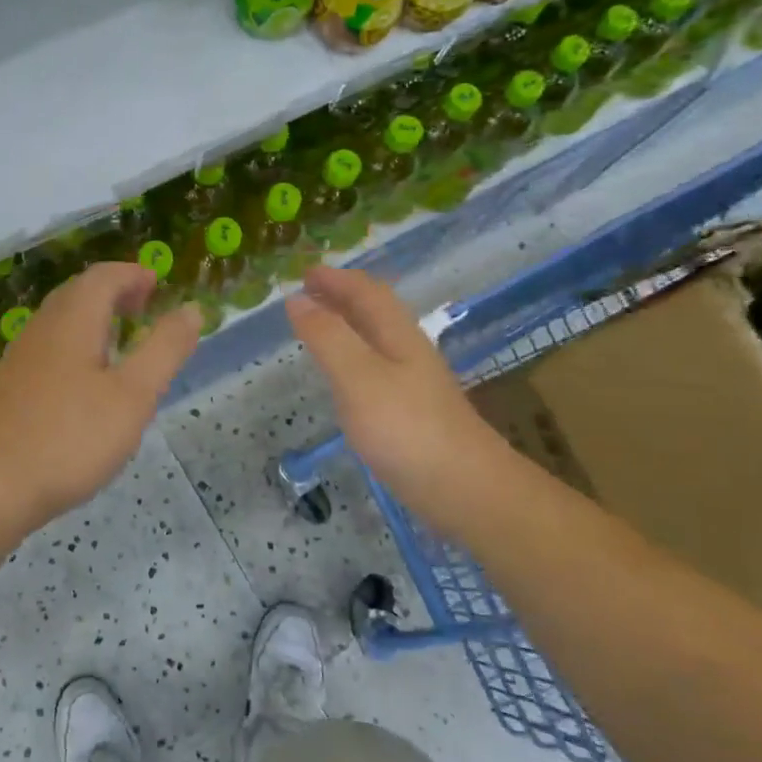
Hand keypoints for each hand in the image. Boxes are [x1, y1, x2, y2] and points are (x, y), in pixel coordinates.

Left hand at [0, 263, 201, 538]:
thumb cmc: (69, 438)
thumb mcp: (132, 396)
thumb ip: (164, 350)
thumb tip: (191, 309)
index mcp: (72, 321)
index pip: (102, 277)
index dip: (132, 274)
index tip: (156, 283)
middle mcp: (40, 330)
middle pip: (76, 294)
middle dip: (111, 292)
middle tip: (141, 306)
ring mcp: (17, 360)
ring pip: (58, 322)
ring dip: (90, 319)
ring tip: (117, 341)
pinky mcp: (5, 390)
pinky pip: (46, 350)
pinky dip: (73, 346)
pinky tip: (82, 383)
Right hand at [287, 266, 513, 513]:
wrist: (464, 488)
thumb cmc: (406, 428)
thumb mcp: (358, 376)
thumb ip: (327, 337)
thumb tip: (297, 299)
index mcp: (397, 335)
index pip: (366, 292)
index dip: (336, 279)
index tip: (304, 273)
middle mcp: (407, 352)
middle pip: (375, 312)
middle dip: (341, 296)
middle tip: (306, 293)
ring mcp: (413, 384)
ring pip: (376, 340)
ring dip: (347, 325)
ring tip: (318, 326)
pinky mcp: (411, 413)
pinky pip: (375, 369)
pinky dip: (352, 358)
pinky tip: (343, 378)